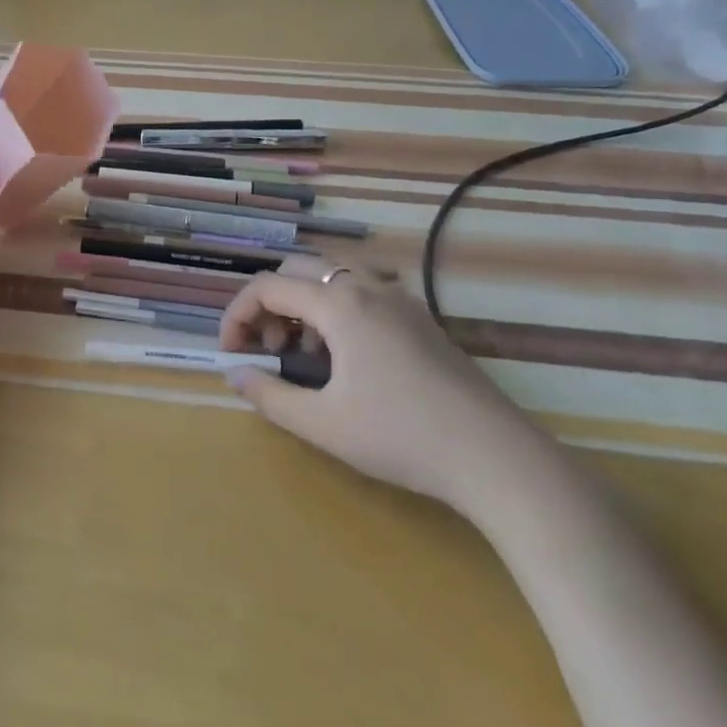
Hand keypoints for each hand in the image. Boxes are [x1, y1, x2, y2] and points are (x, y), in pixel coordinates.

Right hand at [218, 256, 538, 512]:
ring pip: (333, 277)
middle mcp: (368, 287)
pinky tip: (346, 358)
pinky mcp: (422, 319)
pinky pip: (363, 293)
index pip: (267, 287)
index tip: (231, 353)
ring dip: (304, 304)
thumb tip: (234, 375)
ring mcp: (401, 300)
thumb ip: (269, 395)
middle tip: (267, 347)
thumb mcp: (322, 423)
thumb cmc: (400, 436)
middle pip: (298, 269)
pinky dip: (336, 311)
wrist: (495, 457)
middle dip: (270, 303)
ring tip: (303, 354)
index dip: (237, 315)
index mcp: (339, 303)